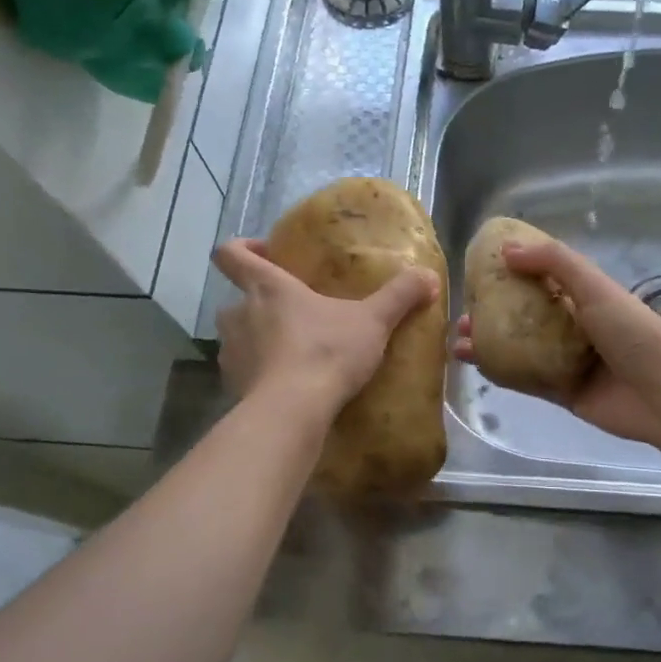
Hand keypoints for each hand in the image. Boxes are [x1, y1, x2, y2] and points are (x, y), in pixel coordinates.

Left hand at [213, 240, 437, 416]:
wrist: (292, 412)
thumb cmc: (327, 352)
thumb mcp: (373, 321)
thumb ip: (399, 295)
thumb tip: (429, 275)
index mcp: (267, 287)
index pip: (231, 254)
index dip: (242, 249)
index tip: (265, 255)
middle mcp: (239, 314)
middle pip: (238, 298)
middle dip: (261, 303)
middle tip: (296, 313)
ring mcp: (231, 352)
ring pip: (239, 336)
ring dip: (260, 339)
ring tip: (294, 351)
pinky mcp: (233, 386)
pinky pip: (244, 371)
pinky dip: (261, 373)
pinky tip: (289, 384)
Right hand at [453, 238, 660, 450]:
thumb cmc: (633, 332)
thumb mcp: (595, 287)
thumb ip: (554, 263)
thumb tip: (507, 250)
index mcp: (586, 297)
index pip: (543, 279)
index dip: (512, 274)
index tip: (478, 272)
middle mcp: (576, 326)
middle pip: (526, 316)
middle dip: (493, 313)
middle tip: (462, 313)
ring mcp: (569, 361)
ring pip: (521, 349)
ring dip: (491, 343)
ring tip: (458, 340)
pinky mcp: (564, 393)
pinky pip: (527, 380)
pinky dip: (502, 373)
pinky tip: (476, 366)